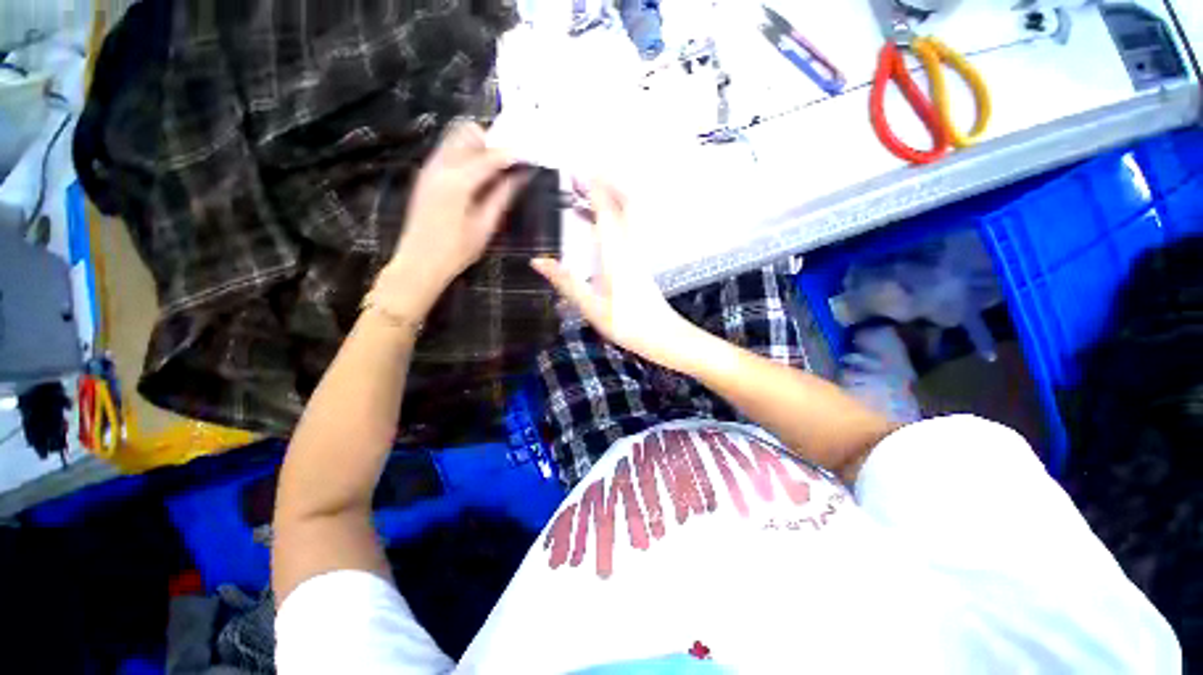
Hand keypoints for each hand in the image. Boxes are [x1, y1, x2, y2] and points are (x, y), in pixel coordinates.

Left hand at [374, 121, 521, 316]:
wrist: (419, 261)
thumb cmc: (456, 250)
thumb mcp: (485, 226)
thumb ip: (502, 197)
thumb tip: (519, 178)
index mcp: (458, 181)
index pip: (490, 156)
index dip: (511, 154)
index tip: (528, 156)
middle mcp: (441, 166)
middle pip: (467, 133)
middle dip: (491, 141)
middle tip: (509, 161)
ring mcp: (430, 168)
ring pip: (455, 138)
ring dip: (478, 146)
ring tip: (496, 168)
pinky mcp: (426, 175)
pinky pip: (448, 151)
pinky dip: (466, 154)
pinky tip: (478, 175)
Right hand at [531, 182, 696, 368]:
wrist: (663, 337)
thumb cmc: (628, 325)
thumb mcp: (592, 308)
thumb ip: (566, 283)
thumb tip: (538, 261)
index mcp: (616, 255)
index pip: (606, 211)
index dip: (592, 188)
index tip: (574, 172)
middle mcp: (629, 247)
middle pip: (622, 205)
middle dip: (602, 185)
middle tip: (577, 177)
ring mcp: (637, 253)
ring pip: (626, 215)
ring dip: (606, 199)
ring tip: (580, 195)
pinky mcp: (639, 261)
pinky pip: (625, 228)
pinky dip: (610, 217)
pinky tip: (595, 226)